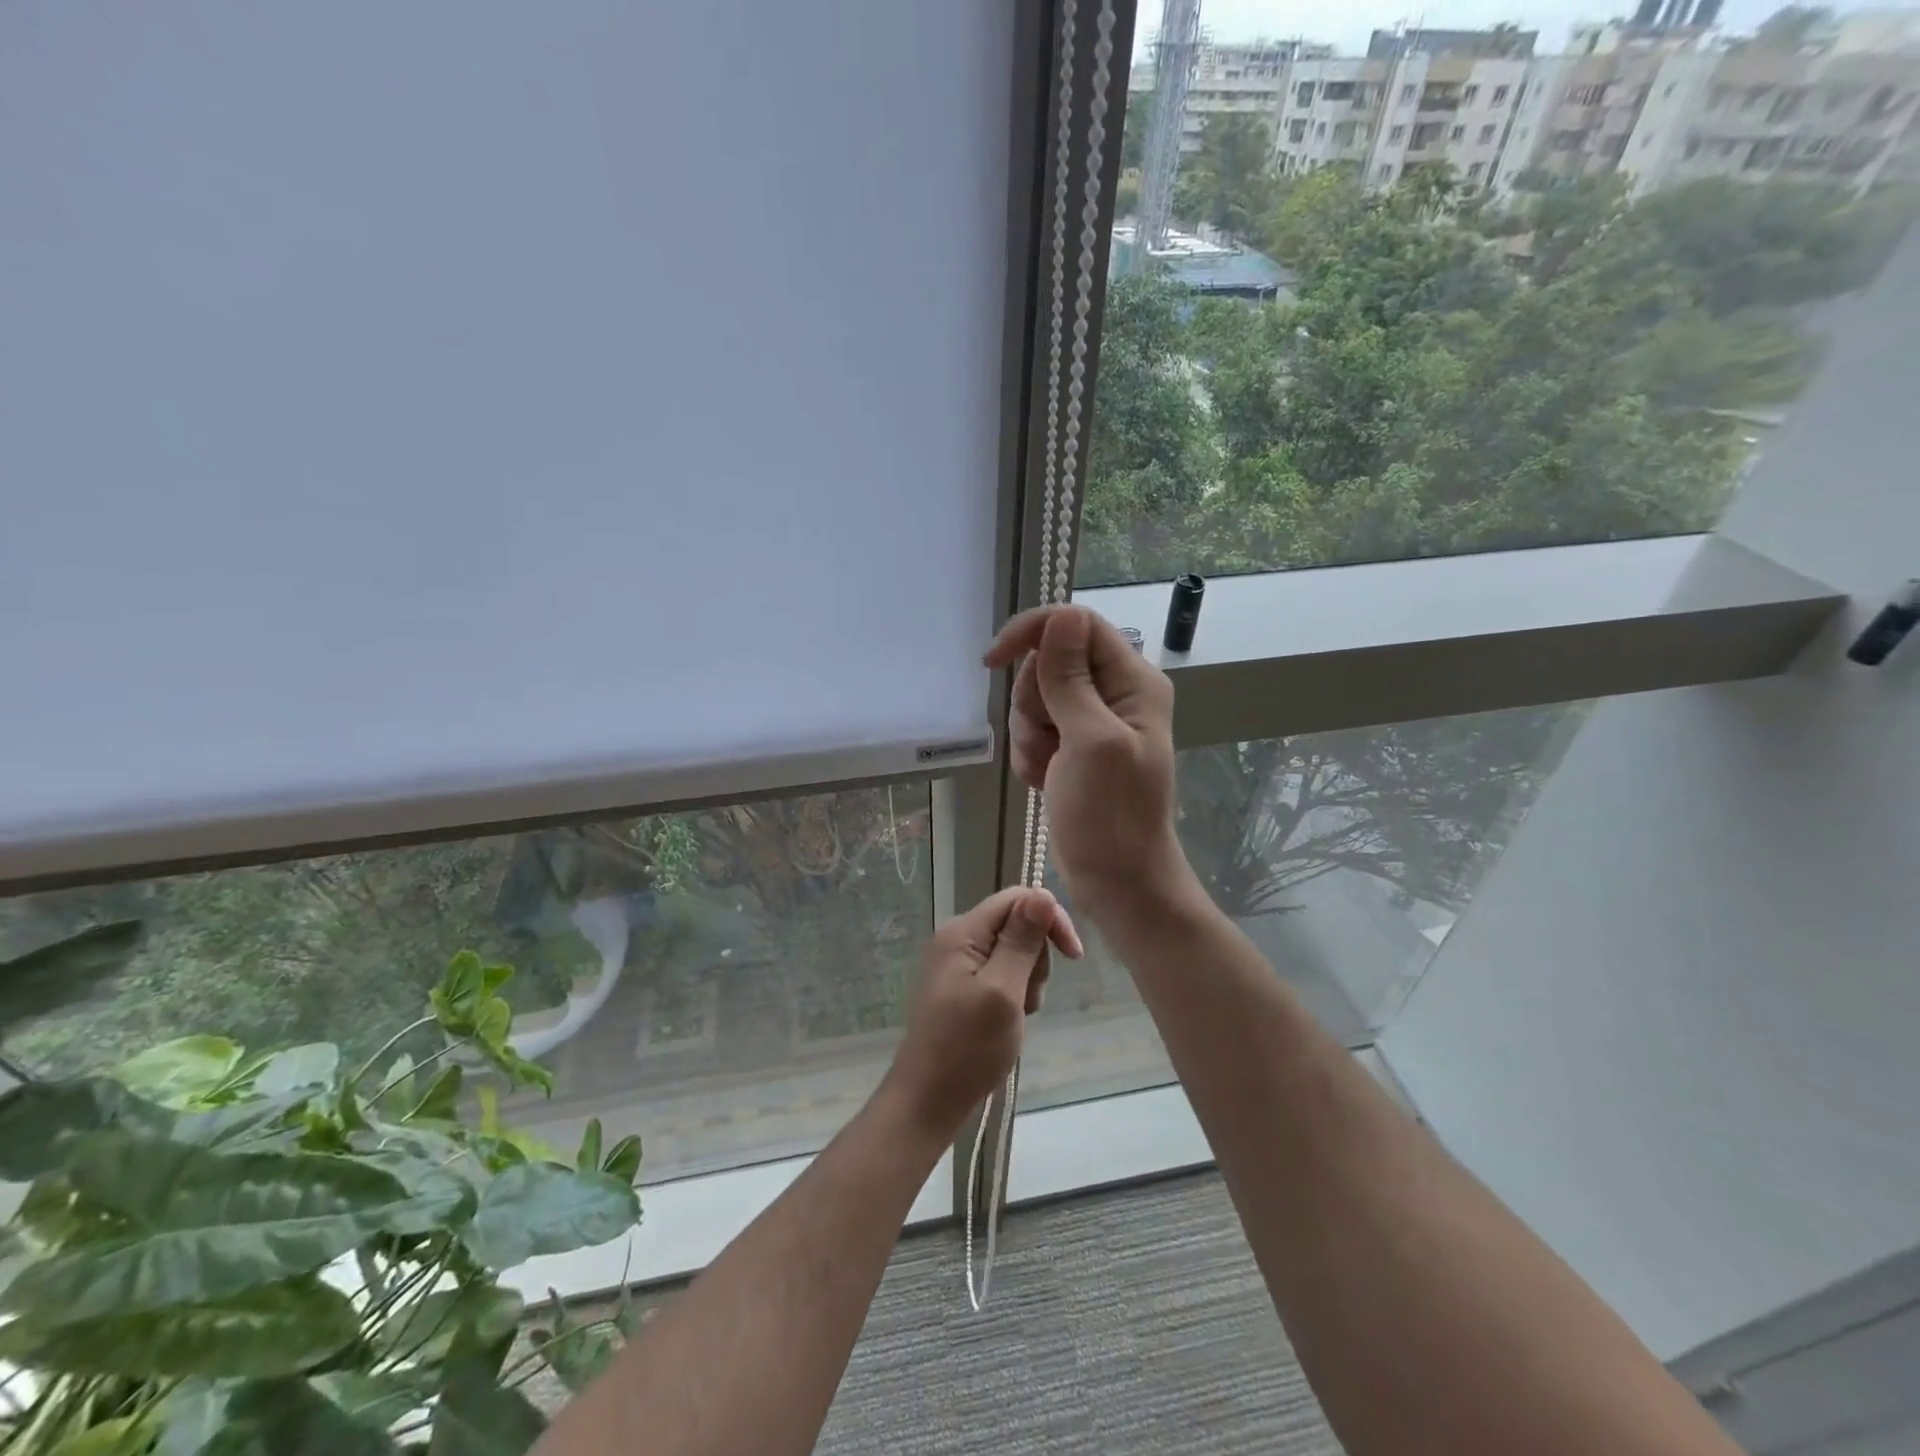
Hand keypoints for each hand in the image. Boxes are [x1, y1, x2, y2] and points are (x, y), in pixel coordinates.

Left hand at [880, 886, 1081, 1136]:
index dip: (1049, 918)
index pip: (1016, 899)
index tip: (1074, 956)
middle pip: (1015, 923)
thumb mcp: (1003, 991)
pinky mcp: (960, 986)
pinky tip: (1010, 1020)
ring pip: (1012, 951)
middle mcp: (956, 938)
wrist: (927, 1101)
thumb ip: (1022, 941)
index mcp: (962, 931)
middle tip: (1030, 998)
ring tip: (1019, 1014)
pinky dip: (1014, 993)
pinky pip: (1000, 973)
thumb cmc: (967, 1047)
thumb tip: (1042, 893)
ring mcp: (956, 964)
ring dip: (1027, 979)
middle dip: (1036, 957)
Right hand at [985, 605, 1185, 906]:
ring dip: (1029, 735)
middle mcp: (1114, 692)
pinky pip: (1032, 729)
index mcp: (1132, 681)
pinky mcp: (1072, 746)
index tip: (994, 660)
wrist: (1116, 879)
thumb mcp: (1090, 741)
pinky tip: (1044, 781)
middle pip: (1048, 662)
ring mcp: (1091, 721)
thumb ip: (1071, 678)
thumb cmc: (1110, 815)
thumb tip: (1062, 614)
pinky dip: (1030, 755)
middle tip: (1050, 743)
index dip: (1033, 632)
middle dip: (1033, 703)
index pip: (1076, 624)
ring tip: (1049, 769)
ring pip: (1034, 697)